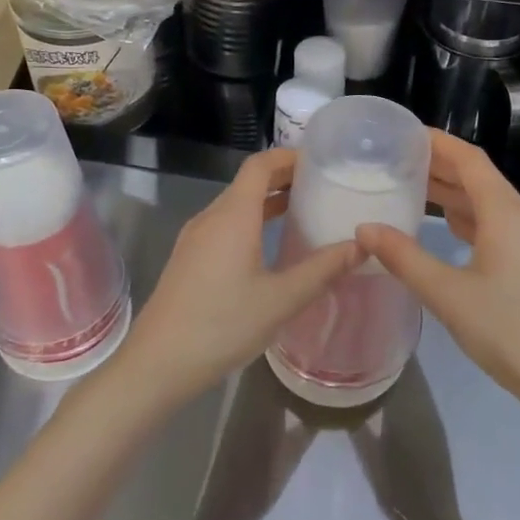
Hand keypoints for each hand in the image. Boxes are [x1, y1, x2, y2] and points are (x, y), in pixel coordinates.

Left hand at [114, 149, 360, 408]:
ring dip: (267, 201)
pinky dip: (251, 221)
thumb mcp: (281, 299)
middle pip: (248, 181)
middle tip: (322, 188)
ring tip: (304, 212)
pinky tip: (270, 246)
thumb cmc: (222, 325)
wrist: (158, 362)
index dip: (289, 156)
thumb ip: (322, 269)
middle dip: (284, 178)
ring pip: (235, 205)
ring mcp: (195, 237)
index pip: (260, 164)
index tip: (321, 163)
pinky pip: (224, 225)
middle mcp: (211, 216)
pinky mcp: (189, 258)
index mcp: (233, 215)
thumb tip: (361, 246)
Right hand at [356, 132, 519, 425]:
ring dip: (455, 197)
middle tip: (396, 162)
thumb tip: (365, 228)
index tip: (403, 133)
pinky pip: (502, 228)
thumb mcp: (449, 296)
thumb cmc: (513, 333)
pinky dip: (472, 221)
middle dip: (441, 168)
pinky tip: (450, 232)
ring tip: (414, 192)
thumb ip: (404, 258)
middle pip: (480, 180)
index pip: (469, 160)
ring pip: (492, 206)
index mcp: (508, 214)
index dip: (437, 142)